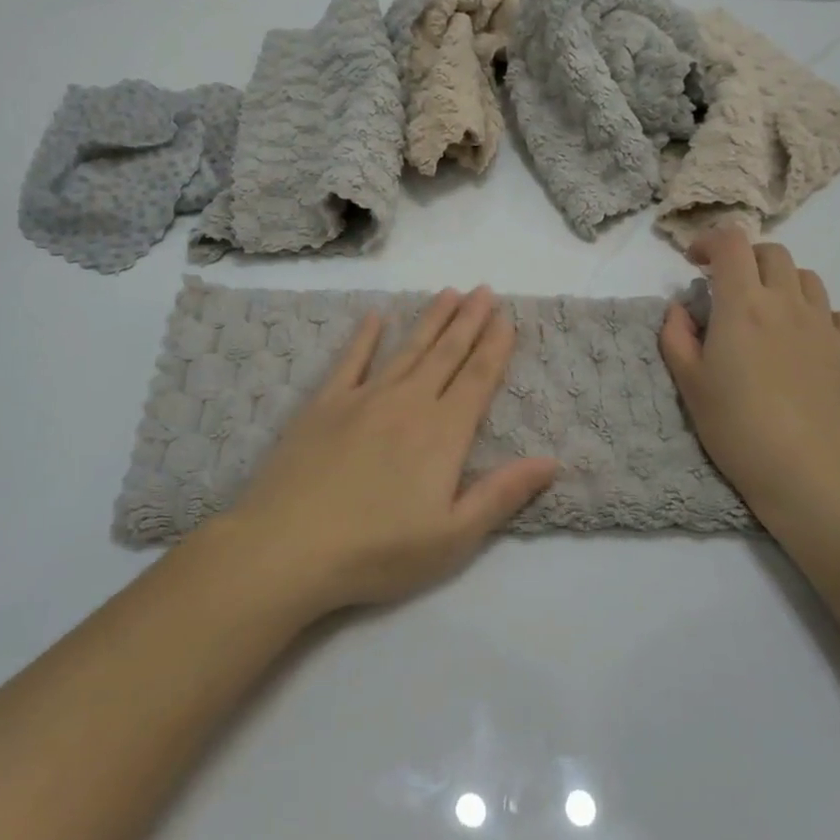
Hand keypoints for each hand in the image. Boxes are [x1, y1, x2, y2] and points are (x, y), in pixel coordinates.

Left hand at [216, 287, 559, 612]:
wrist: (288, 546)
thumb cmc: (377, 551)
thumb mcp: (453, 537)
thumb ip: (502, 494)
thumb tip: (551, 460)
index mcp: (443, 433)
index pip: (477, 379)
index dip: (495, 347)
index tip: (507, 317)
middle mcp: (408, 403)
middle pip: (446, 354)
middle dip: (469, 320)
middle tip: (484, 289)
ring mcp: (363, 398)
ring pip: (407, 349)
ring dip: (430, 319)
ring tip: (448, 292)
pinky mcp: (324, 404)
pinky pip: (350, 360)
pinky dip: (364, 336)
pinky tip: (375, 316)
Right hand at [659, 229, 839, 524]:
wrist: (803, 468)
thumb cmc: (734, 424)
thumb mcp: (687, 381)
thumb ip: (676, 335)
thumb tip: (681, 308)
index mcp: (742, 305)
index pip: (731, 243)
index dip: (710, 241)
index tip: (695, 262)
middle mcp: (786, 302)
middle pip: (772, 253)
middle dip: (746, 260)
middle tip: (730, 289)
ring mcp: (824, 324)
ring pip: (807, 278)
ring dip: (782, 284)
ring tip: (769, 314)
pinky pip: (839, 314)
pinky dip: (819, 315)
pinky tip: (807, 340)